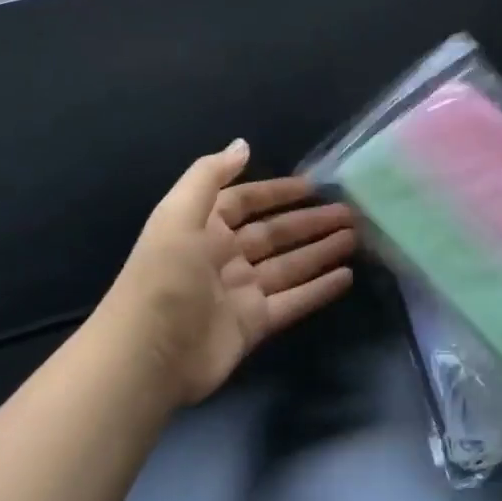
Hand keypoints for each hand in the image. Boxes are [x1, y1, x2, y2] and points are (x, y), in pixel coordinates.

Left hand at [104, 140, 356, 405]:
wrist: (146, 356)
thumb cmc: (164, 277)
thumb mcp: (178, 215)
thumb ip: (210, 176)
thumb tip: (242, 144)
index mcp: (203, 228)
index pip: (245, 201)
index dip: (277, 192)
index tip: (314, 185)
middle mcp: (223, 257)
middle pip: (274, 234)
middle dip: (310, 221)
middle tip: (349, 212)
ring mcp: (240, 292)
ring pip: (290, 265)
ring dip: (321, 250)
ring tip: (355, 237)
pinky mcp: (254, 324)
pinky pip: (294, 301)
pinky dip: (319, 289)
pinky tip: (347, 276)